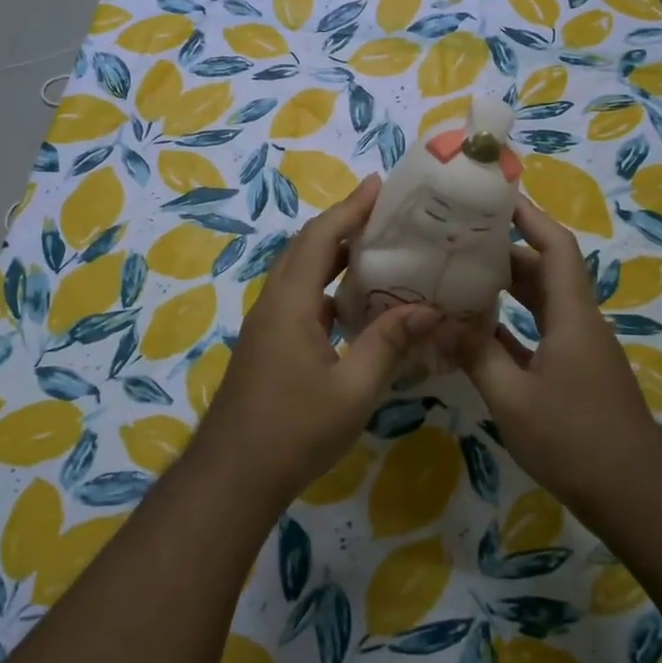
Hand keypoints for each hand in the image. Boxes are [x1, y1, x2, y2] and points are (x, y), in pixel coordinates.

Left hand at [194, 176, 441, 507]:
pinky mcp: (267, 346)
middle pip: (305, 248)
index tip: (378, 186)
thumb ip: (389, 343)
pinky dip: (326, 289)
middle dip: (342, 225)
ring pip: (300, 275)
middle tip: (383, 213)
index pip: (320, 239)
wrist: (233, 476)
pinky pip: (299, 300)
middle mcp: (273, 304)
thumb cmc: (295, 430)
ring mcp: (266, 326)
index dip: (349, 209)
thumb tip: (428, 310)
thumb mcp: (353, 389)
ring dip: (332, 256)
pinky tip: (355, 306)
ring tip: (375, 250)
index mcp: (290, 304)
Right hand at [455, 195, 661, 515]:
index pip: (555, 247)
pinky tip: (475, 329)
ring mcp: (578, 349)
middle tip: (458, 239)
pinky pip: (539, 333)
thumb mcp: (513, 398)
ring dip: (506, 288)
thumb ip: (474, 356)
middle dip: (504, 250)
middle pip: (544, 270)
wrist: (634, 495)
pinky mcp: (573, 373)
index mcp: (572, 315)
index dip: (529, 216)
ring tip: (459, 275)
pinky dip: (510, 325)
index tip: (494, 197)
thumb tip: (434, 322)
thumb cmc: (575, 440)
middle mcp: (579, 322)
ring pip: (540, 303)